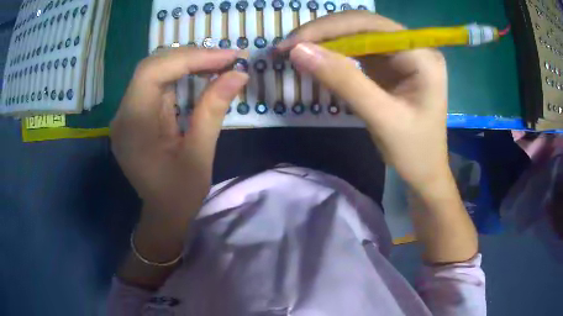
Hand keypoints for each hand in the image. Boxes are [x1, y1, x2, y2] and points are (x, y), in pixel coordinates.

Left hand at [110, 48, 247, 228]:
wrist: (163, 214)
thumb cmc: (180, 194)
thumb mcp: (199, 155)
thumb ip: (213, 110)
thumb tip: (239, 74)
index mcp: (133, 126)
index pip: (152, 73)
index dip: (190, 58)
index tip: (227, 57)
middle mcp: (123, 114)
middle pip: (152, 67)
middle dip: (191, 57)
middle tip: (226, 59)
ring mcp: (127, 113)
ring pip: (154, 71)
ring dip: (187, 62)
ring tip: (218, 63)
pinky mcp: (135, 114)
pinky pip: (156, 84)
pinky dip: (180, 75)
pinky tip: (201, 74)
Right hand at [277, 11, 448, 193]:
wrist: (425, 171)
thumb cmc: (414, 151)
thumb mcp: (381, 118)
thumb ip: (343, 81)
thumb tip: (299, 51)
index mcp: (422, 56)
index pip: (371, 26)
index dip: (328, 29)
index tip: (292, 43)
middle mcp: (413, 47)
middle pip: (363, 26)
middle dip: (324, 33)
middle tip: (288, 47)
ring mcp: (402, 54)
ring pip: (358, 36)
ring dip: (326, 42)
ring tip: (296, 52)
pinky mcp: (391, 65)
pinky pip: (358, 51)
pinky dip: (335, 55)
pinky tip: (318, 60)